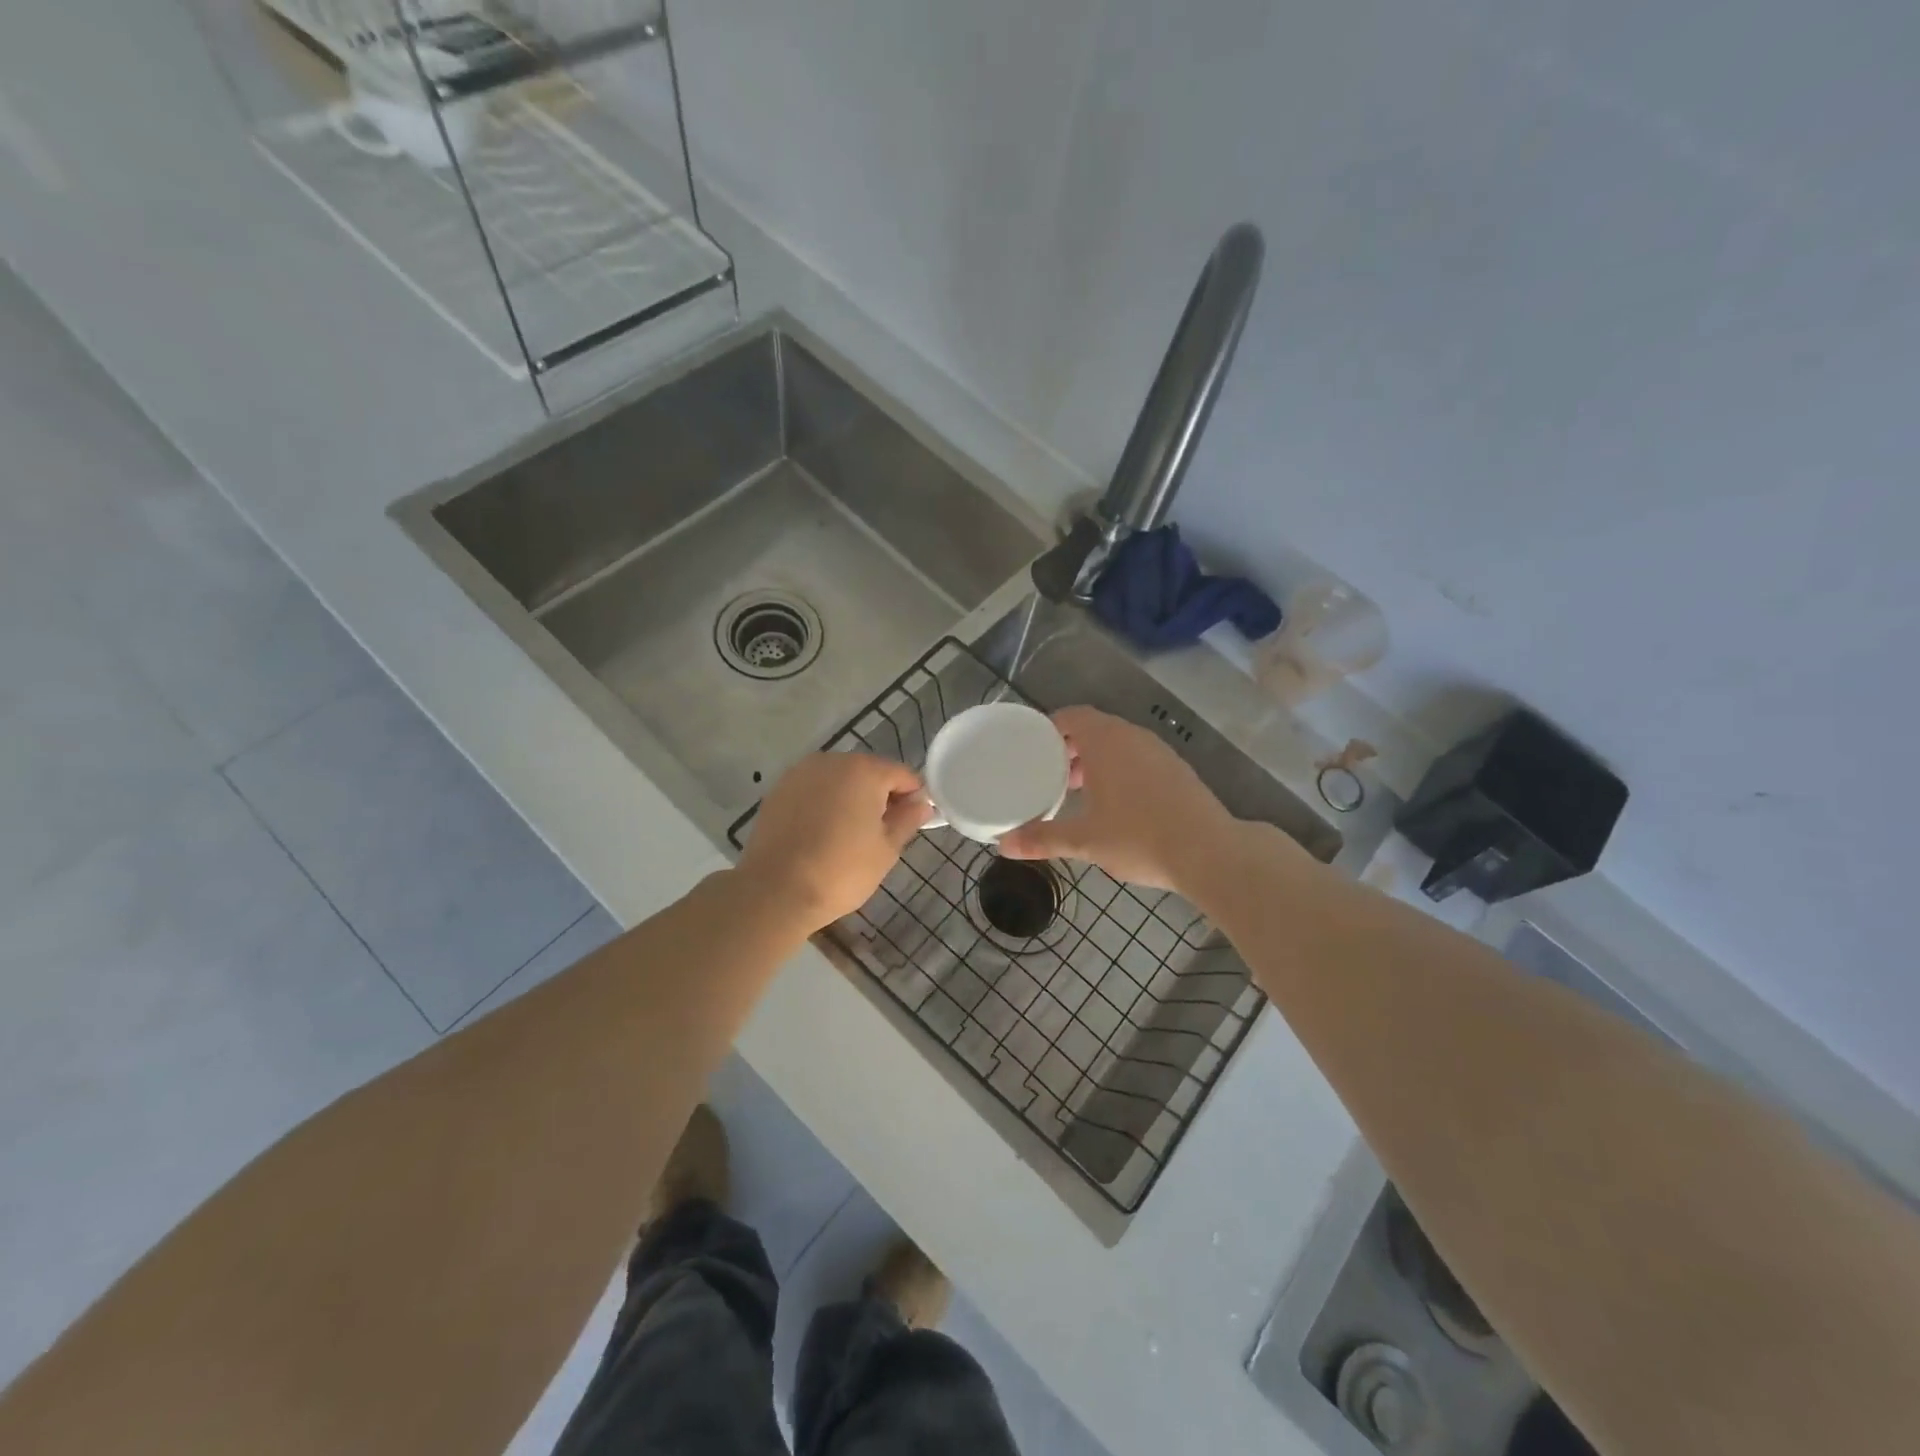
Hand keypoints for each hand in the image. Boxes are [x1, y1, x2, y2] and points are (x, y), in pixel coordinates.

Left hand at [736, 752, 932, 931]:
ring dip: (849, 799)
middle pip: (868, 772)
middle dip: (879, 797)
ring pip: (838, 780)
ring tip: (848, 836)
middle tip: (880, 834)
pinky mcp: (778, 790)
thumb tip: (921, 804)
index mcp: (864, 770)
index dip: (913, 798)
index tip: (912, 824)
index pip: (902, 775)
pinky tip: (820, 834)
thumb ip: (907, 820)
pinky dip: (823, 805)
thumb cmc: (841, 871)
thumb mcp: (886, 849)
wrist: (775, 891)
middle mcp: (831, 761)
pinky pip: (813, 791)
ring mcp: (800, 773)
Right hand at [997, 706, 1235, 891]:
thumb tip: (1003, 846)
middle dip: (1070, 747)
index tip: (1033, 747)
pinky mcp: (1178, 770)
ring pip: (1119, 744)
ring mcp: (1160, 752)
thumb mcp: (1084, 840)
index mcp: (1106, 741)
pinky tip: (1116, 804)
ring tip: (1078, 791)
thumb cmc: (1139, 838)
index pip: (1072, 716)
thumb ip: (1042, 839)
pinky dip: (1120, 770)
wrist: (1210, 852)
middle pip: (1095, 728)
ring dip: (1096, 760)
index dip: (1050, 727)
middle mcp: (1133, 737)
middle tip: (1050, 773)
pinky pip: (1138, 758)